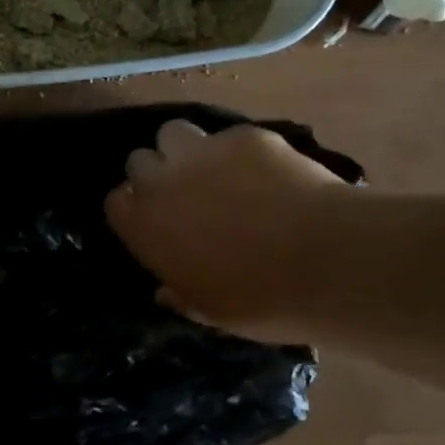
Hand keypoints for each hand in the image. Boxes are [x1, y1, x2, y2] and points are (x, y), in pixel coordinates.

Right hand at [105, 120, 342, 342]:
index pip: (117, 202)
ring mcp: (204, 151)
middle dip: (156, 173)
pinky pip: (228, 137)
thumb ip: (181, 293)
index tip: (154, 222)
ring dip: (186, 150)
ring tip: (215, 171)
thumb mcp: (212, 312)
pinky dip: (239, 153)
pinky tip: (267, 174)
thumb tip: (166, 290)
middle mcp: (165, 180)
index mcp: (147, 226)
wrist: (328, 261)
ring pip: (174, 132)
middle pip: (140, 160)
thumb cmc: (263, 301)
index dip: (135, 209)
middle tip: (185, 195)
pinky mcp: (244, 136)